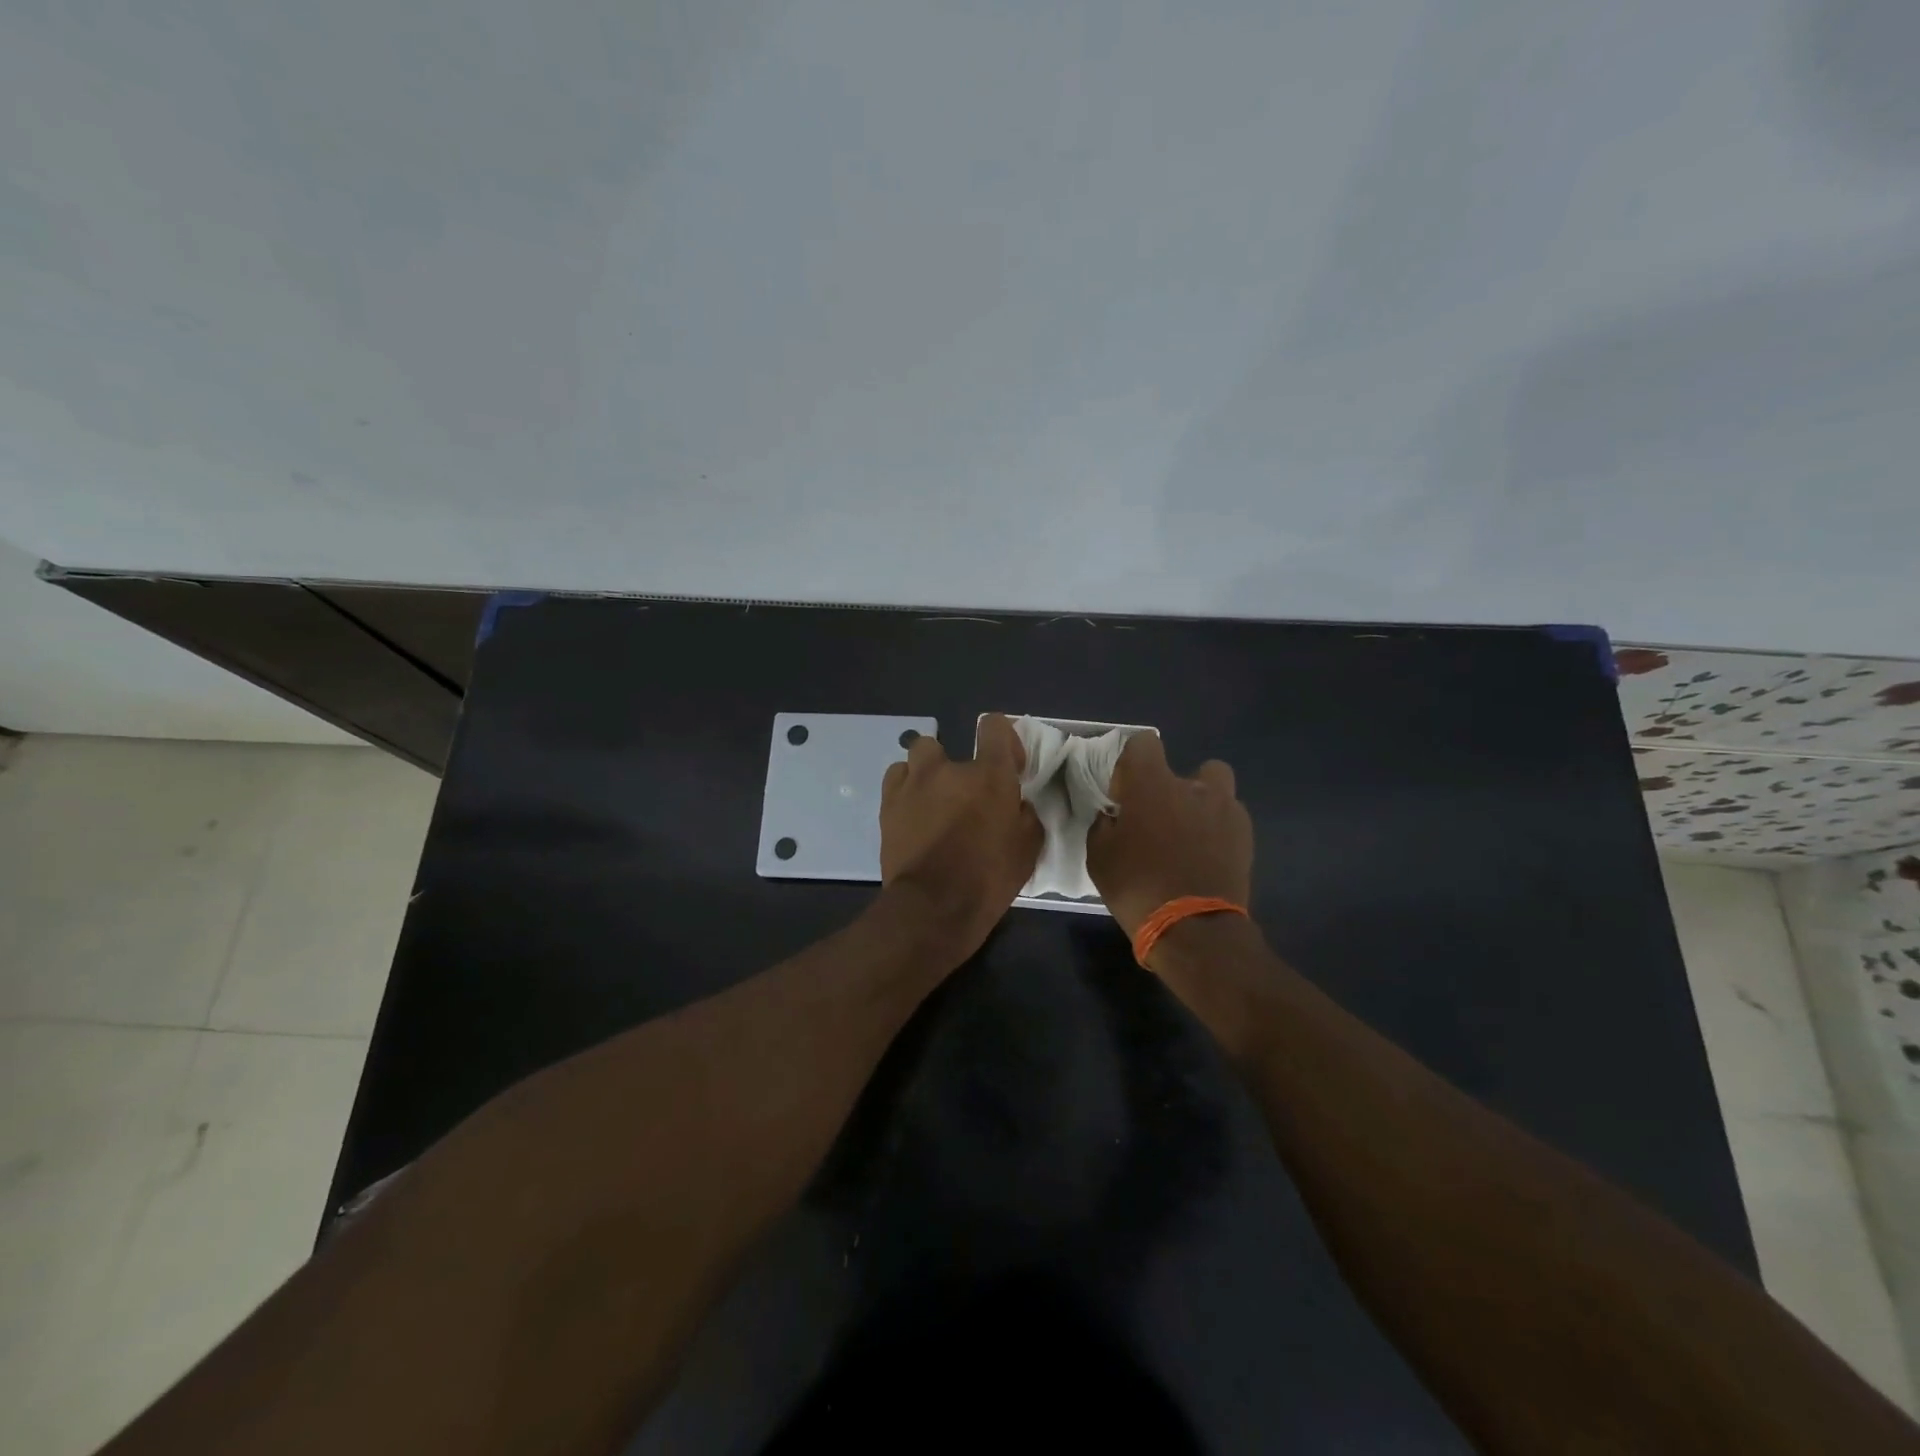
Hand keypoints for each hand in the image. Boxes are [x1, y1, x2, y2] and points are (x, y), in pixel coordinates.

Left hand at [879, 713, 1041, 959]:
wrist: (933, 907)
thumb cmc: (988, 878)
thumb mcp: (1027, 850)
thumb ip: (1024, 816)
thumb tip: (1016, 806)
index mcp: (989, 775)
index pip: (995, 727)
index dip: (1003, 740)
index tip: (1008, 765)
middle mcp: (948, 769)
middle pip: (942, 743)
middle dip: (951, 765)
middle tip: (962, 795)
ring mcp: (913, 784)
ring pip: (914, 759)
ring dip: (924, 774)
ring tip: (931, 802)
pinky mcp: (888, 805)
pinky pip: (896, 781)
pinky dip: (905, 791)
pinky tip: (912, 814)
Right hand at [1086, 732, 1253, 939]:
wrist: (1193, 928)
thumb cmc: (1137, 886)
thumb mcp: (1099, 856)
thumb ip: (1104, 825)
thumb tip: (1114, 816)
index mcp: (1152, 785)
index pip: (1143, 743)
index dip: (1132, 764)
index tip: (1125, 795)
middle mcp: (1192, 787)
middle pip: (1189, 766)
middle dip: (1175, 787)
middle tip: (1161, 819)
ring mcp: (1225, 809)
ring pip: (1218, 788)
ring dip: (1203, 803)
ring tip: (1190, 835)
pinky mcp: (1246, 835)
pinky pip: (1230, 817)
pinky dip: (1219, 829)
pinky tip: (1207, 856)